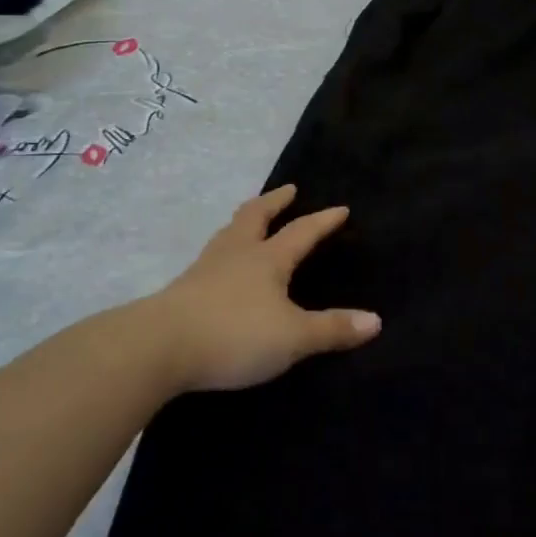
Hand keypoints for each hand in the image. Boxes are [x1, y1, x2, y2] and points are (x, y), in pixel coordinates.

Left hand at [146, 185, 380, 393]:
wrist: (160, 346)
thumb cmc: (234, 334)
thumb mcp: (292, 337)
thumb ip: (332, 329)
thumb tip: (375, 320)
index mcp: (267, 259)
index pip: (302, 232)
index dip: (323, 221)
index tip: (340, 208)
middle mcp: (237, 254)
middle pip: (256, 216)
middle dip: (275, 202)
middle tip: (288, 190)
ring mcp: (206, 268)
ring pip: (229, 232)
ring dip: (245, 219)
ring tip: (251, 217)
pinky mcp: (183, 289)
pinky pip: (211, 257)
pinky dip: (225, 248)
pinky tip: (221, 264)